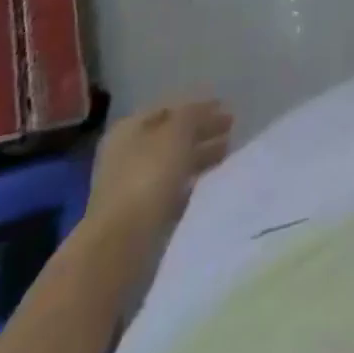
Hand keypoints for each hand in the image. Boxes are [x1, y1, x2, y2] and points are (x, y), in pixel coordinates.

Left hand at [86, 99, 232, 255]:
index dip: (198, 107)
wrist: (121, 245)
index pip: (168, 109)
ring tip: (228, 155)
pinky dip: (191, 185)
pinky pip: (172, 192)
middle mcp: (126, 155)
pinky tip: (210, 184)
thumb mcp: (177, 131)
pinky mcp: (140, 218)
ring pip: (173, 165)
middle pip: (171, 137)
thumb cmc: (148, 176)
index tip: (225, 108)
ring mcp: (131, 188)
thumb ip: (194, 114)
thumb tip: (209, 110)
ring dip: (199, 158)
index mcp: (128, 129)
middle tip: (232, 131)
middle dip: (201, 133)